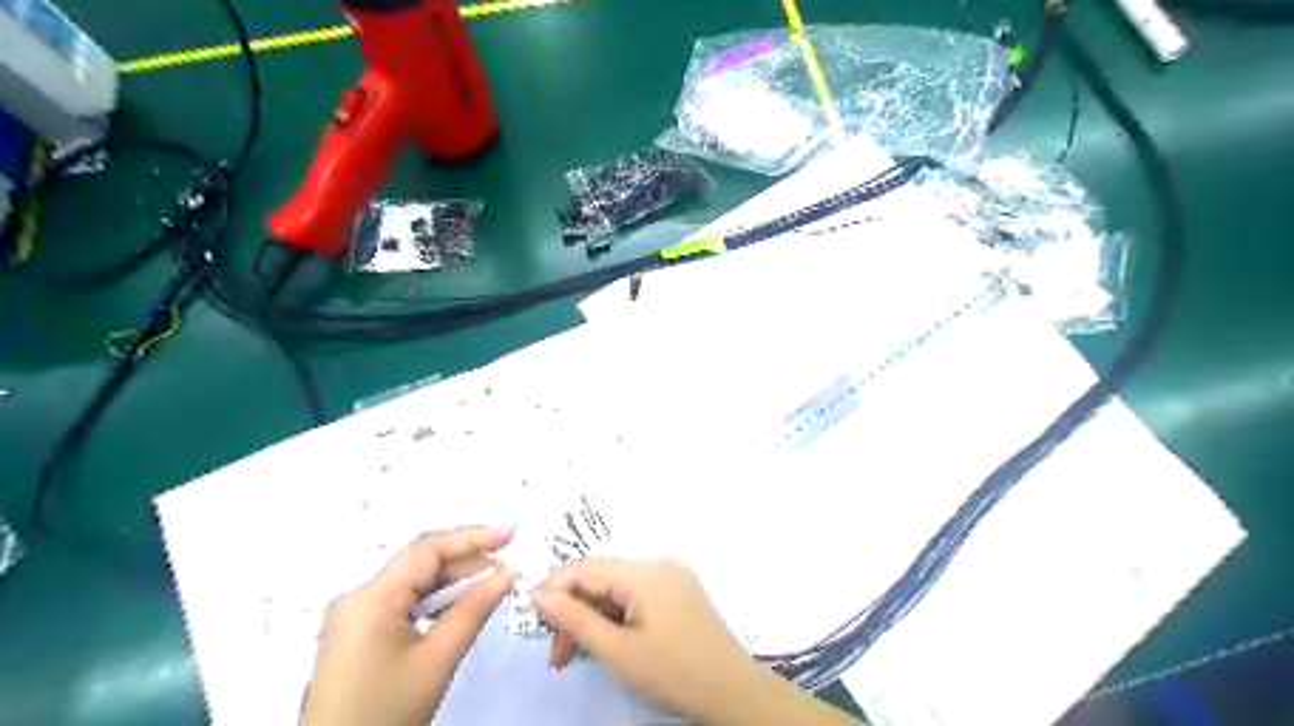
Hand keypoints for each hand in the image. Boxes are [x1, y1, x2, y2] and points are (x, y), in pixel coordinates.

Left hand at [305, 528, 517, 725]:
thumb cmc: (388, 712)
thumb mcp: (437, 659)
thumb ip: (474, 609)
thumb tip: (506, 574)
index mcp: (371, 597)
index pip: (427, 550)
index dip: (472, 537)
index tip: (511, 536)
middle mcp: (358, 598)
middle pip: (419, 564)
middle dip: (466, 562)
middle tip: (508, 569)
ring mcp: (355, 617)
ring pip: (413, 583)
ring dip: (453, 582)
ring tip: (492, 586)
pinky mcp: (358, 635)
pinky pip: (403, 603)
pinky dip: (435, 601)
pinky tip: (460, 608)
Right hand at [532, 562, 771, 720]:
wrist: (733, 692)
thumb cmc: (673, 672)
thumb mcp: (618, 651)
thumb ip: (575, 619)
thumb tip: (539, 595)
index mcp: (645, 572)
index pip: (586, 568)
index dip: (555, 589)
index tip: (532, 620)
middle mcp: (659, 564)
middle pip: (602, 579)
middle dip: (575, 612)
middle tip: (557, 656)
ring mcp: (672, 577)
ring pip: (618, 589)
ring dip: (594, 618)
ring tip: (576, 656)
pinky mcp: (680, 592)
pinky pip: (637, 596)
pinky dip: (617, 617)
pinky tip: (608, 642)